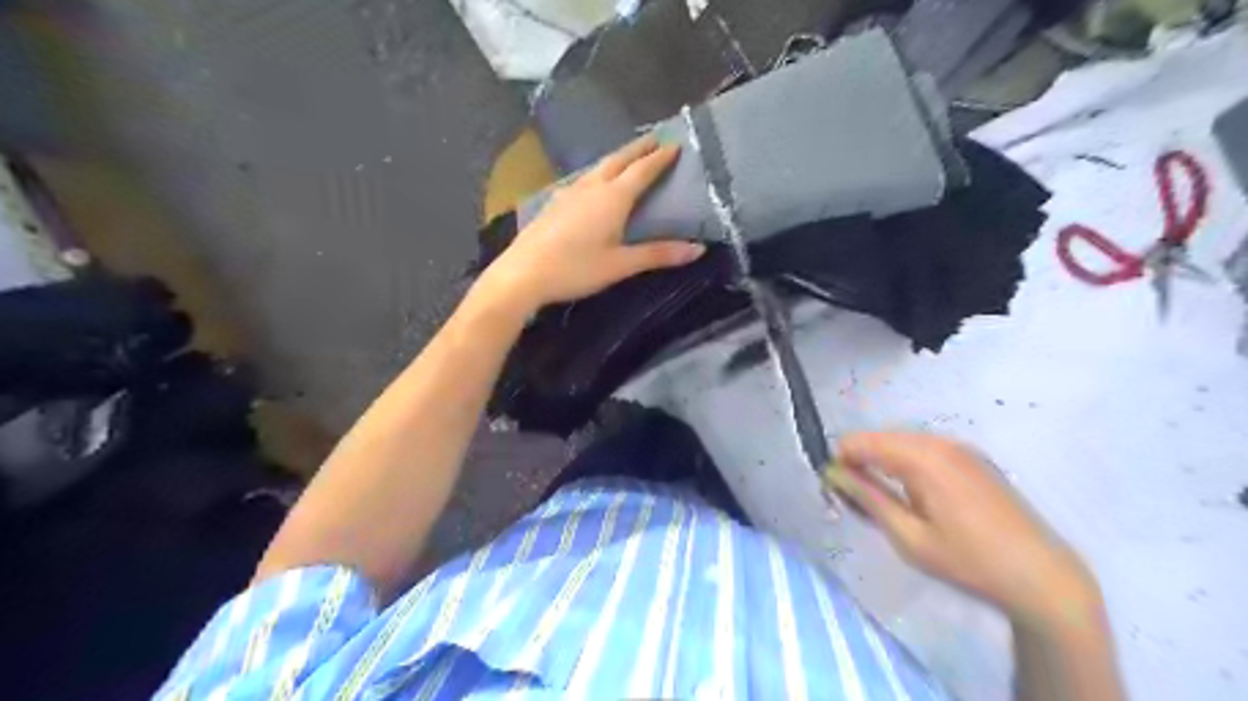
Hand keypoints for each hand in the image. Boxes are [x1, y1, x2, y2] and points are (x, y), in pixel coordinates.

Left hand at [482, 133, 705, 310]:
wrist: (523, 274)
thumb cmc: (576, 269)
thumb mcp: (621, 265)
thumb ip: (658, 254)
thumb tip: (699, 249)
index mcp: (613, 198)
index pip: (642, 170)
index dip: (661, 158)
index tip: (676, 145)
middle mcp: (592, 187)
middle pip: (619, 160)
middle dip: (639, 148)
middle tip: (656, 139)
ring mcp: (569, 192)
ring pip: (598, 167)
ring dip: (617, 159)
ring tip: (629, 158)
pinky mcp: (554, 203)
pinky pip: (583, 179)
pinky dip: (598, 174)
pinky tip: (592, 185)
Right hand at [825, 432, 1095, 624]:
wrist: (1044, 577)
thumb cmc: (970, 562)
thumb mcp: (909, 537)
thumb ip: (868, 498)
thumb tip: (835, 473)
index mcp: (923, 458)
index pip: (861, 442)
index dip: (840, 462)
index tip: (836, 491)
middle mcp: (940, 442)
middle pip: (880, 439)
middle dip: (860, 463)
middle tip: (857, 502)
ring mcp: (961, 447)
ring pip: (901, 443)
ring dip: (883, 464)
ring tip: (885, 503)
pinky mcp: (974, 458)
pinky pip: (924, 450)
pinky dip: (907, 465)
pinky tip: (916, 497)